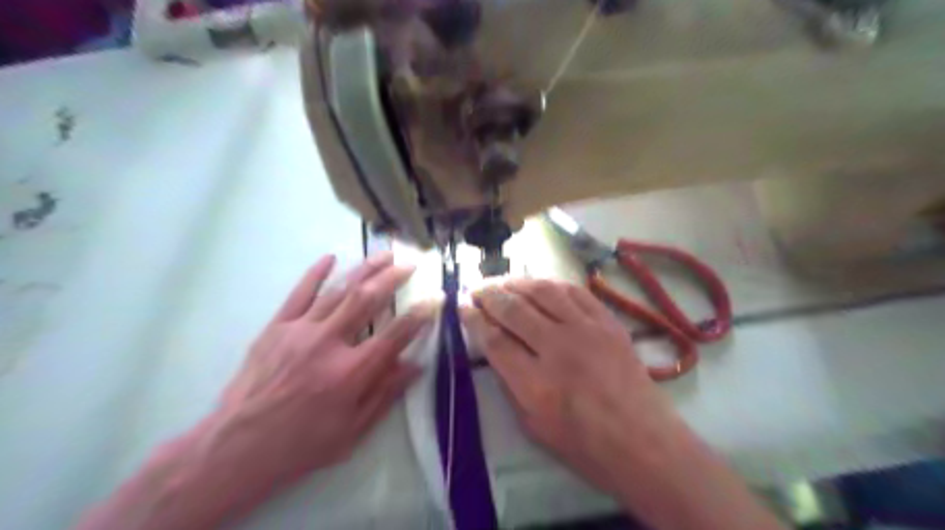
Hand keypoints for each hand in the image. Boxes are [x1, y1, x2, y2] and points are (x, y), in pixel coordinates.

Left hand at [215, 252, 431, 489]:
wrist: (236, 448)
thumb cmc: (301, 445)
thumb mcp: (352, 431)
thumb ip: (385, 394)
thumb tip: (415, 365)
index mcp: (351, 372)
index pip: (396, 334)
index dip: (419, 314)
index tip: (435, 298)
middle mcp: (329, 343)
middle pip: (367, 300)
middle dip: (393, 278)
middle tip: (410, 263)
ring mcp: (300, 331)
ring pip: (338, 291)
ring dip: (364, 269)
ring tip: (384, 254)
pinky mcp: (276, 328)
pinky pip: (299, 294)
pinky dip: (316, 273)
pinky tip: (331, 257)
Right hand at [464, 279, 679, 494]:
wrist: (642, 441)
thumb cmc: (584, 444)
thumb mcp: (532, 425)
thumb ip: (510, 383)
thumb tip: (495, 348)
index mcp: (535, 383)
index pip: (494, 339)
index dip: (473, 320)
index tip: (462, 308)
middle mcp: (558, 348)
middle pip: (514, 309)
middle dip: (488, 295)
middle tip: (476, 290)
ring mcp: (587, 330)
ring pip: (543, 291)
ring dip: (516, 283)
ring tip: (502, 283)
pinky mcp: (608, 322)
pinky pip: (574, 291)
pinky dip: (551, 284)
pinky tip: (538, 284)